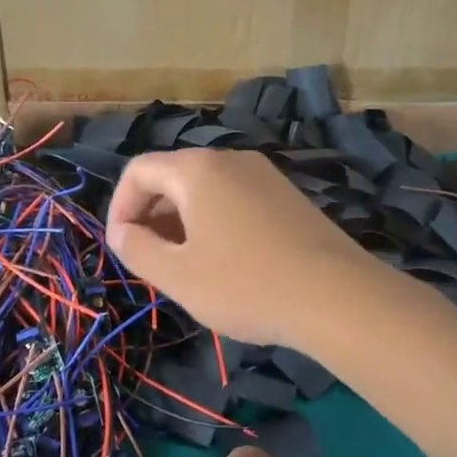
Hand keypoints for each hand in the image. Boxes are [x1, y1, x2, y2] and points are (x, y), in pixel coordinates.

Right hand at [106, 148, 377, 348]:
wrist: (337, 297)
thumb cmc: (245, 285)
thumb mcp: (177, 276)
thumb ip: (136, 249)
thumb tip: (119, 232)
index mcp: (198, 169)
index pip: (138, 170)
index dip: (119, 207)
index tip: (122, 247)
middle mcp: (232, 160)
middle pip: (173, 176)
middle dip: (152, 216)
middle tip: (151, 262)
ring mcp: (266, 176)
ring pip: (207, 190)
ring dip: (183, 223)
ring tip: (187, 267)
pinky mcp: (289, 197)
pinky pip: (236, 200)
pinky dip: (216, 223)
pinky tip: (227, 264)